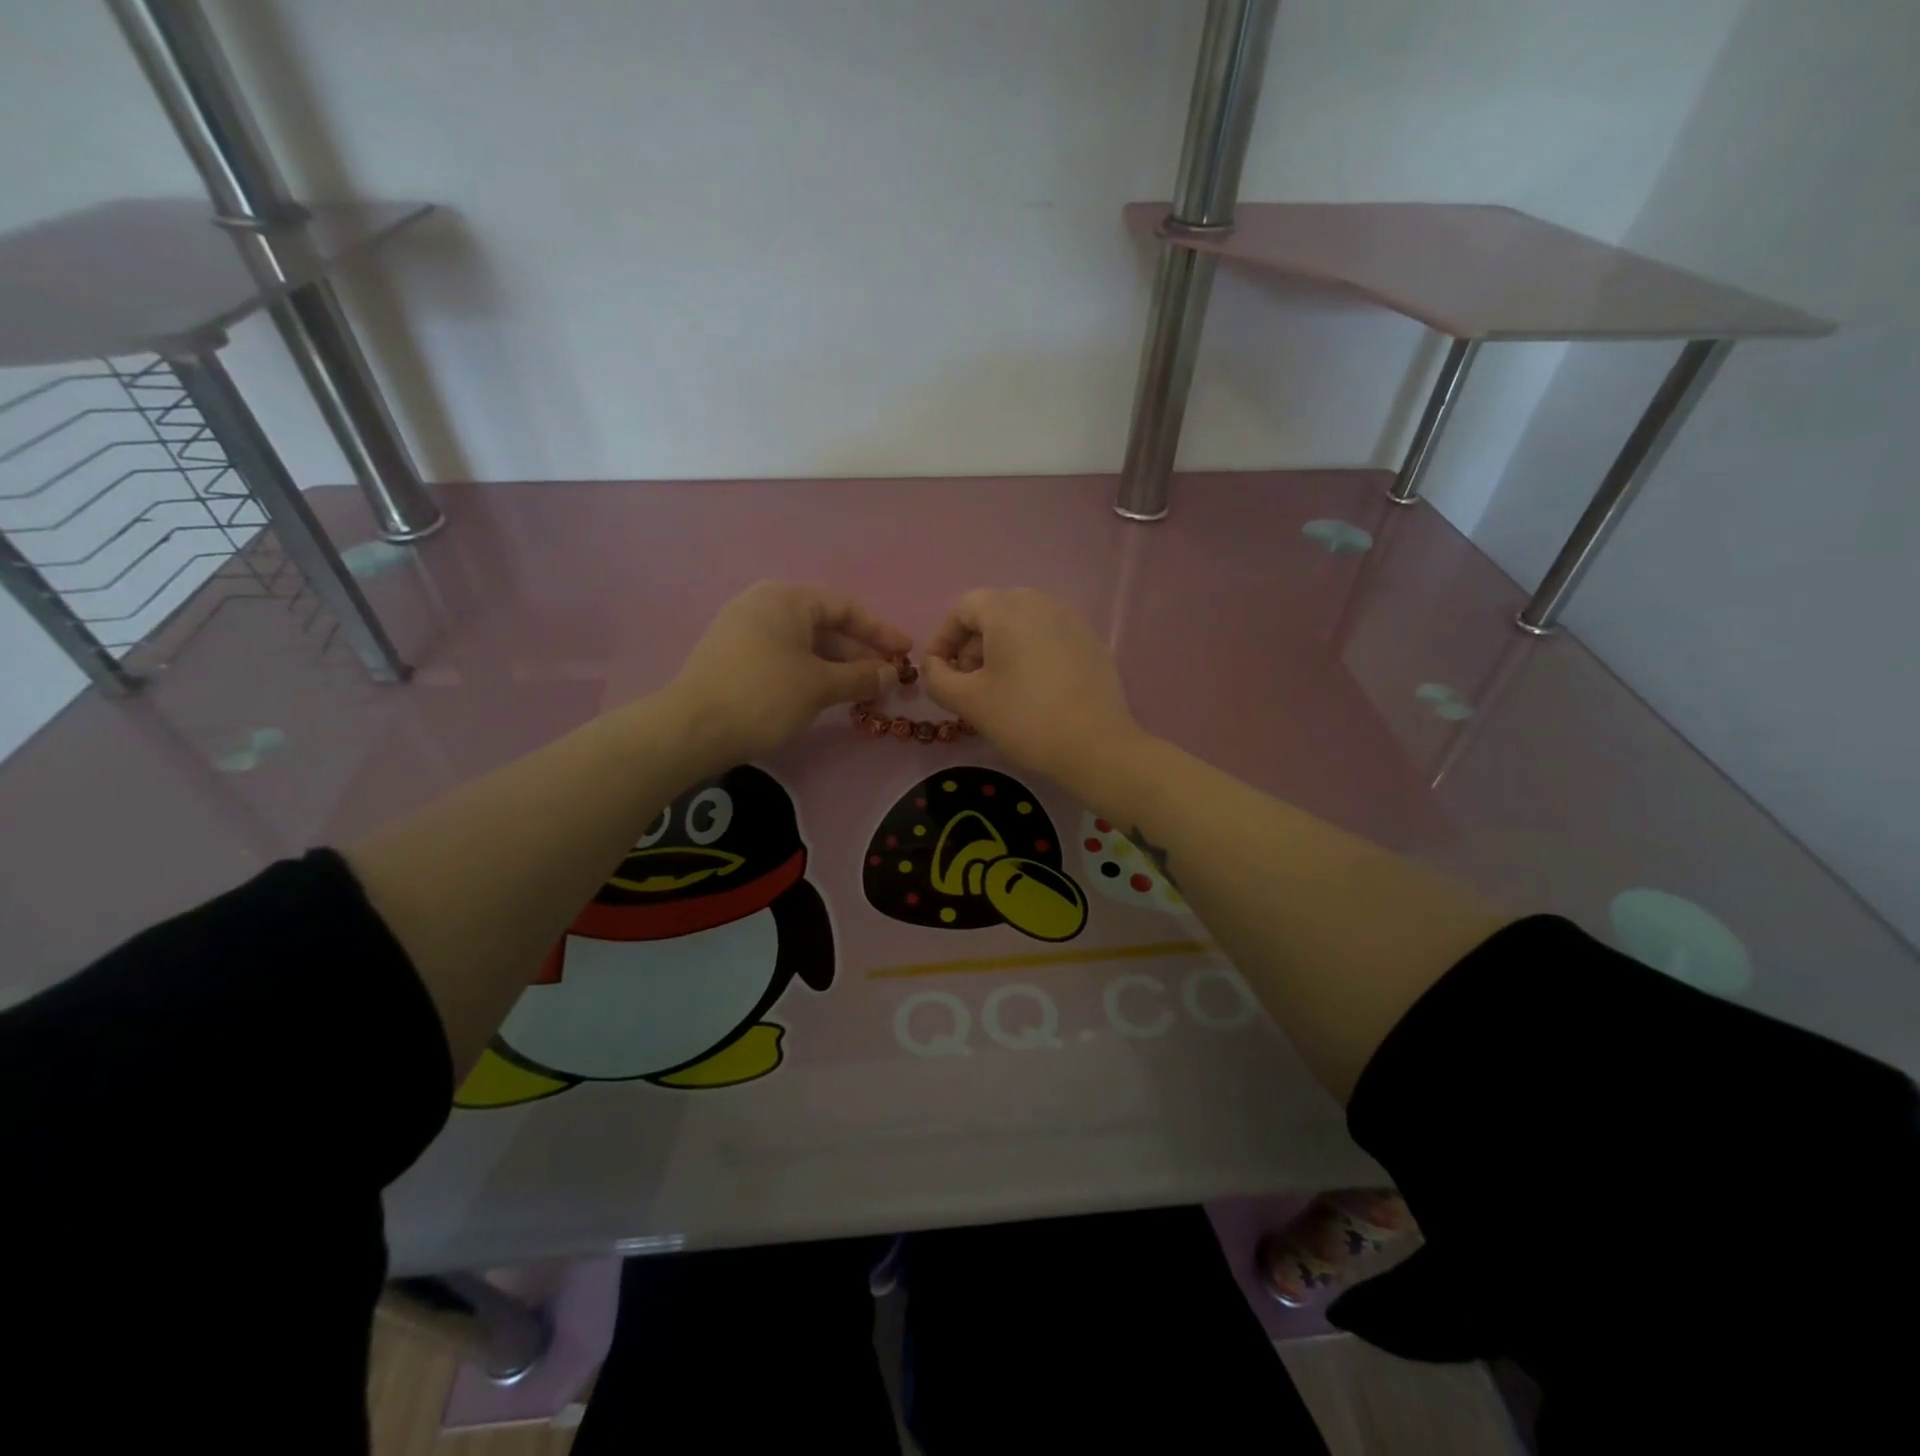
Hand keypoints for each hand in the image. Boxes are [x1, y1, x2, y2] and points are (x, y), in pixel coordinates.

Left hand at [668, 582, 909, 768]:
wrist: (691, 730)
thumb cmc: (764, 696)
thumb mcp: (820, 686)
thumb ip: (862, 677)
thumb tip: (893, 674)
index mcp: (786, 599)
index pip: (845, 607)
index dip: (880, 631)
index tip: (906, 653)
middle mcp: (763, 604)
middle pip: (824, 624)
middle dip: (858, 652)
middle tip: (886, 679)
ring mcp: (743, 629)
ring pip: (804, 642)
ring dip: (836, 665)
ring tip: (861, 692)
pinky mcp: (732, 655)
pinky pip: (783, 655)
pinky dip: (810, 671)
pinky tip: (825, 694)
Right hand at [921, 588, 1149, 791]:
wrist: (1095, 746)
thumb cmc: (1024, 718)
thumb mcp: (968, 701)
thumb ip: (938, 678)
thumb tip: (934, 666)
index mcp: (1009, 609)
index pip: (964, 608)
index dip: (943, 638)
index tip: (937, 671)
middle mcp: (1042, 604)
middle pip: (995, 612)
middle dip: (972, 644)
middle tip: (966, 681)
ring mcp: (1073, 622)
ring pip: (1024, 625)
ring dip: (1001, 649)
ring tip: (996, 688)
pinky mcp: (1092, 644)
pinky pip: (1050, 639)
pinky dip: (1031, 655)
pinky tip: (1032, 691)